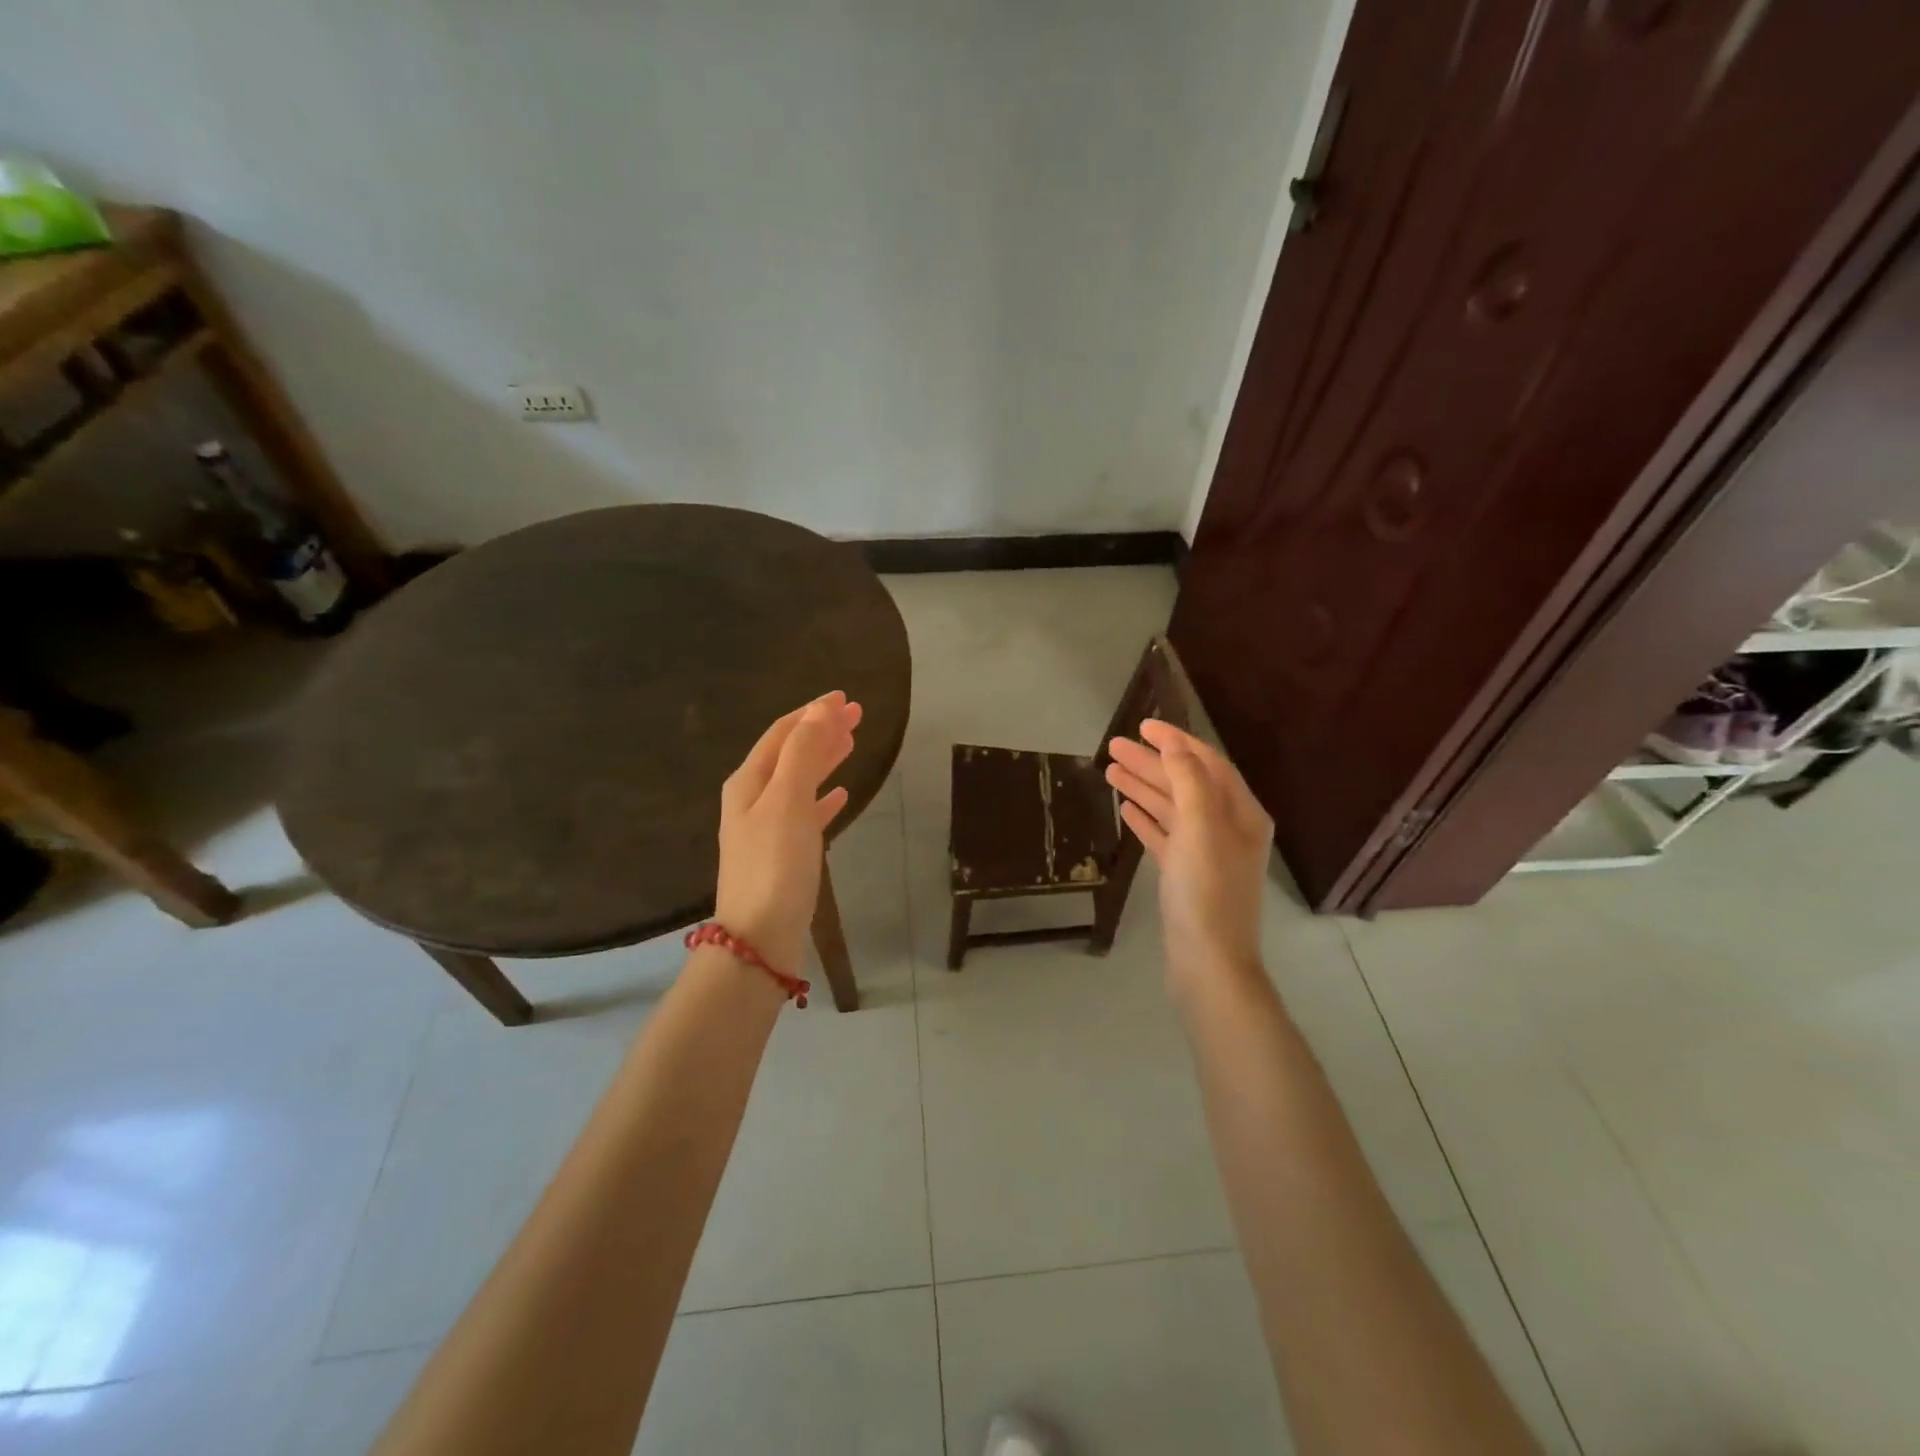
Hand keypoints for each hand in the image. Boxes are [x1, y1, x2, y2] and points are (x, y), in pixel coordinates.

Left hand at [714, 691, 861, 973]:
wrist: (759, 939)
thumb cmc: (774, 865)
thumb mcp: (787, 801)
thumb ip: (803, 752)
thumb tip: (821, 709)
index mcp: (749, 782)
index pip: (782, 733)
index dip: (812, 712)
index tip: (844, 697)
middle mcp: (753, 800)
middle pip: (790, 753)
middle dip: (821, 731)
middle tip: (856, 715)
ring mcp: (766, 828)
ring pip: (799, 780)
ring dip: (824, 759)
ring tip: (851, 743)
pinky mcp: (782, 854)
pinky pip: (805, 812)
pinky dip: (823, 797)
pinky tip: (840, 794)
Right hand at [1105, 719, 1273, 988]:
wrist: (1208, 962)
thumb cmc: (1207, 891)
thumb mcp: (1200, 827)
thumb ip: (1188, 781)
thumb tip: (1174, 746)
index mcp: (1241, 813)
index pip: (1207, 764)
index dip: (1176, 742)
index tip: (1143, 725)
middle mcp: (1227, 828)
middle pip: (1186, 784)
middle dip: (1152, 763)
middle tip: (1113, 746)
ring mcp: (1206, 853)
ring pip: (1172, 809)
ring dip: (1144, 787)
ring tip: (1110, 770)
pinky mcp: (1186, 875)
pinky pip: (1165, 836)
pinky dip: (1146, 819)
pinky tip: (1125, 808)